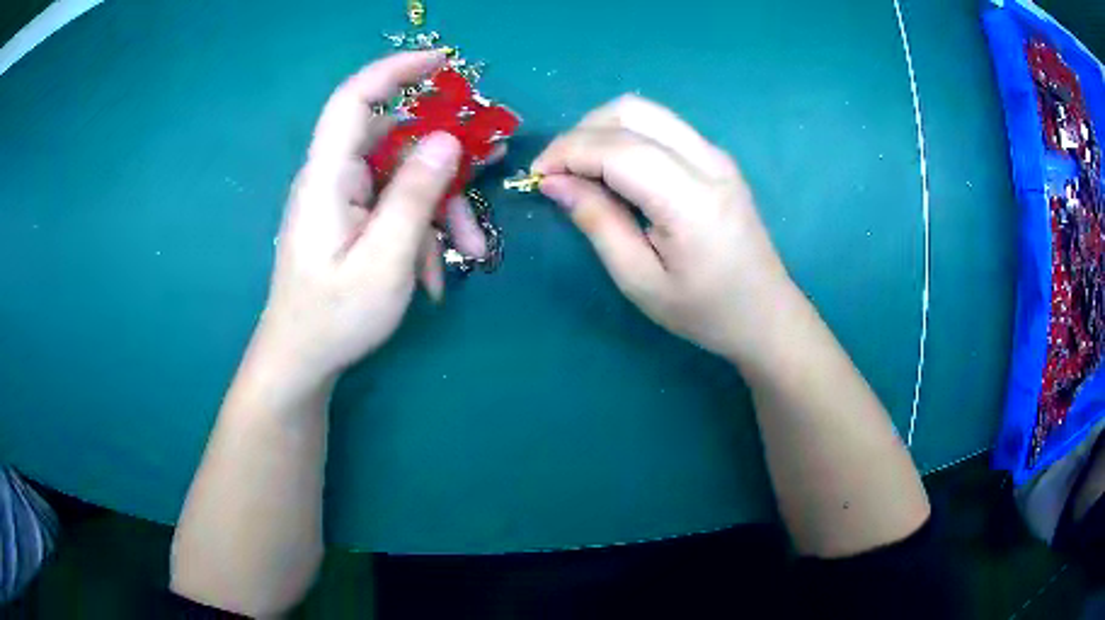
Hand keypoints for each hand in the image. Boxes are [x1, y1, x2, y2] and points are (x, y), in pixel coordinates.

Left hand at [255, 52, 487, 381]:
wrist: (302, 360)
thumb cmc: (335, 317)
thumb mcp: (385, 261)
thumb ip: (414, 196)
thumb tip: (445, 139)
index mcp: (328, 178)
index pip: (355, 100)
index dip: (396, 71)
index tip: (443, 61)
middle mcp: (333, 178)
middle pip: (395, 141)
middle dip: (444, 157)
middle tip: (492, 163)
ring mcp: (343, 199)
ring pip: (402, 177)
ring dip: (440, 207)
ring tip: (472, 251)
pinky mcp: (351, 219)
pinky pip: (394, 206)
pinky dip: (421, 229)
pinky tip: (435, 272)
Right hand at [533, 95, 790, 359]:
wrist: (766, 314)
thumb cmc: (704, 311)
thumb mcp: (640, 281)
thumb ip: (598, 223)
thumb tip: (554, 182)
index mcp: (691, 200)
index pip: (617, 149)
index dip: (568, 152)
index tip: (537, 177)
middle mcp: (708, 161)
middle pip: (631, 112)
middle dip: (581, 132)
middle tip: (557, 173)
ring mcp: (716, 154)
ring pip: (646, 111)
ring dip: (601, 128)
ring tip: (580, 169)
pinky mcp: (716, 157)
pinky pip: (661, 125)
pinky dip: (625, 134)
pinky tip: (613, 168)